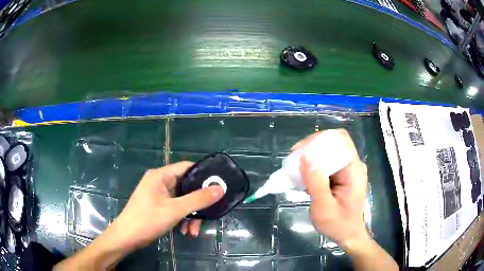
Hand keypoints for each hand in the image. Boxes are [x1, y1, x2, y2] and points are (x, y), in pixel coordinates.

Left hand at [106, 161, 224, 249]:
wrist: (127, 237)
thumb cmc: (147, 220)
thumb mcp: (175, 210)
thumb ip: (198, 199)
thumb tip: (220, 189)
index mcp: (161, 176)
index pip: (187, 168)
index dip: (203, 175)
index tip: (218, 185)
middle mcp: (160, 182)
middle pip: (186, 187)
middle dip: (197, 203)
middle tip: (209, 213)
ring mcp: (159, 195)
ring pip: (183, 200)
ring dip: (191, 215)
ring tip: (193, 231)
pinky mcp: (159, 206)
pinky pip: (176, 208)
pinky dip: (183, 219)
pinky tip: (186, 232)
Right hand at [292, 129, 369, 249]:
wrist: (348, 236)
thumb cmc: (338, 225)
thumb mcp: (324, 207)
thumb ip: (316, 183)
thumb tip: (305, 157)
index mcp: (353, 170)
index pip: (340, 140)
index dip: (320, 139)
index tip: (301, 151)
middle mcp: (353, 166)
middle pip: (333, 144)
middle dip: (312, 148)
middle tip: (294, 160)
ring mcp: (348, 171)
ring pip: (328, 154)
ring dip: (311, 158)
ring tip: (295, 169)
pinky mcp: (342, 177)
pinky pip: (327, 164)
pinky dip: (314, 168)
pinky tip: (303, 177)